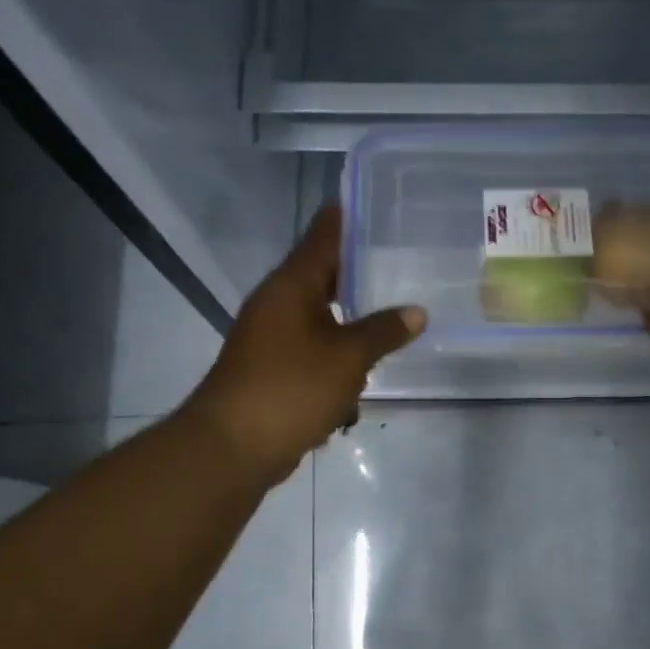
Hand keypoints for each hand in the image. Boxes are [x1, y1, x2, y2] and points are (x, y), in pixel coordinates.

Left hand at [187, 206, 425, 483]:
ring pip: (319, 313)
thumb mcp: (348, 357)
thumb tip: (417, 312)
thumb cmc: (291, 388)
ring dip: (350, 313)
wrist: (233, 447)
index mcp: (291, 286)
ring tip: (391, 307)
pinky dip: (337, 349)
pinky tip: (365, 362)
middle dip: (357, 268)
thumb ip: (383, 331)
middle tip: (398, 256)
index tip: (373, 201)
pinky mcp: (272, 368)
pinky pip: (313, 347)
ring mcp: (270, 337)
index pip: (322, 236)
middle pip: (321, 273)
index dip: (346, 217)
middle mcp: (277, 303)